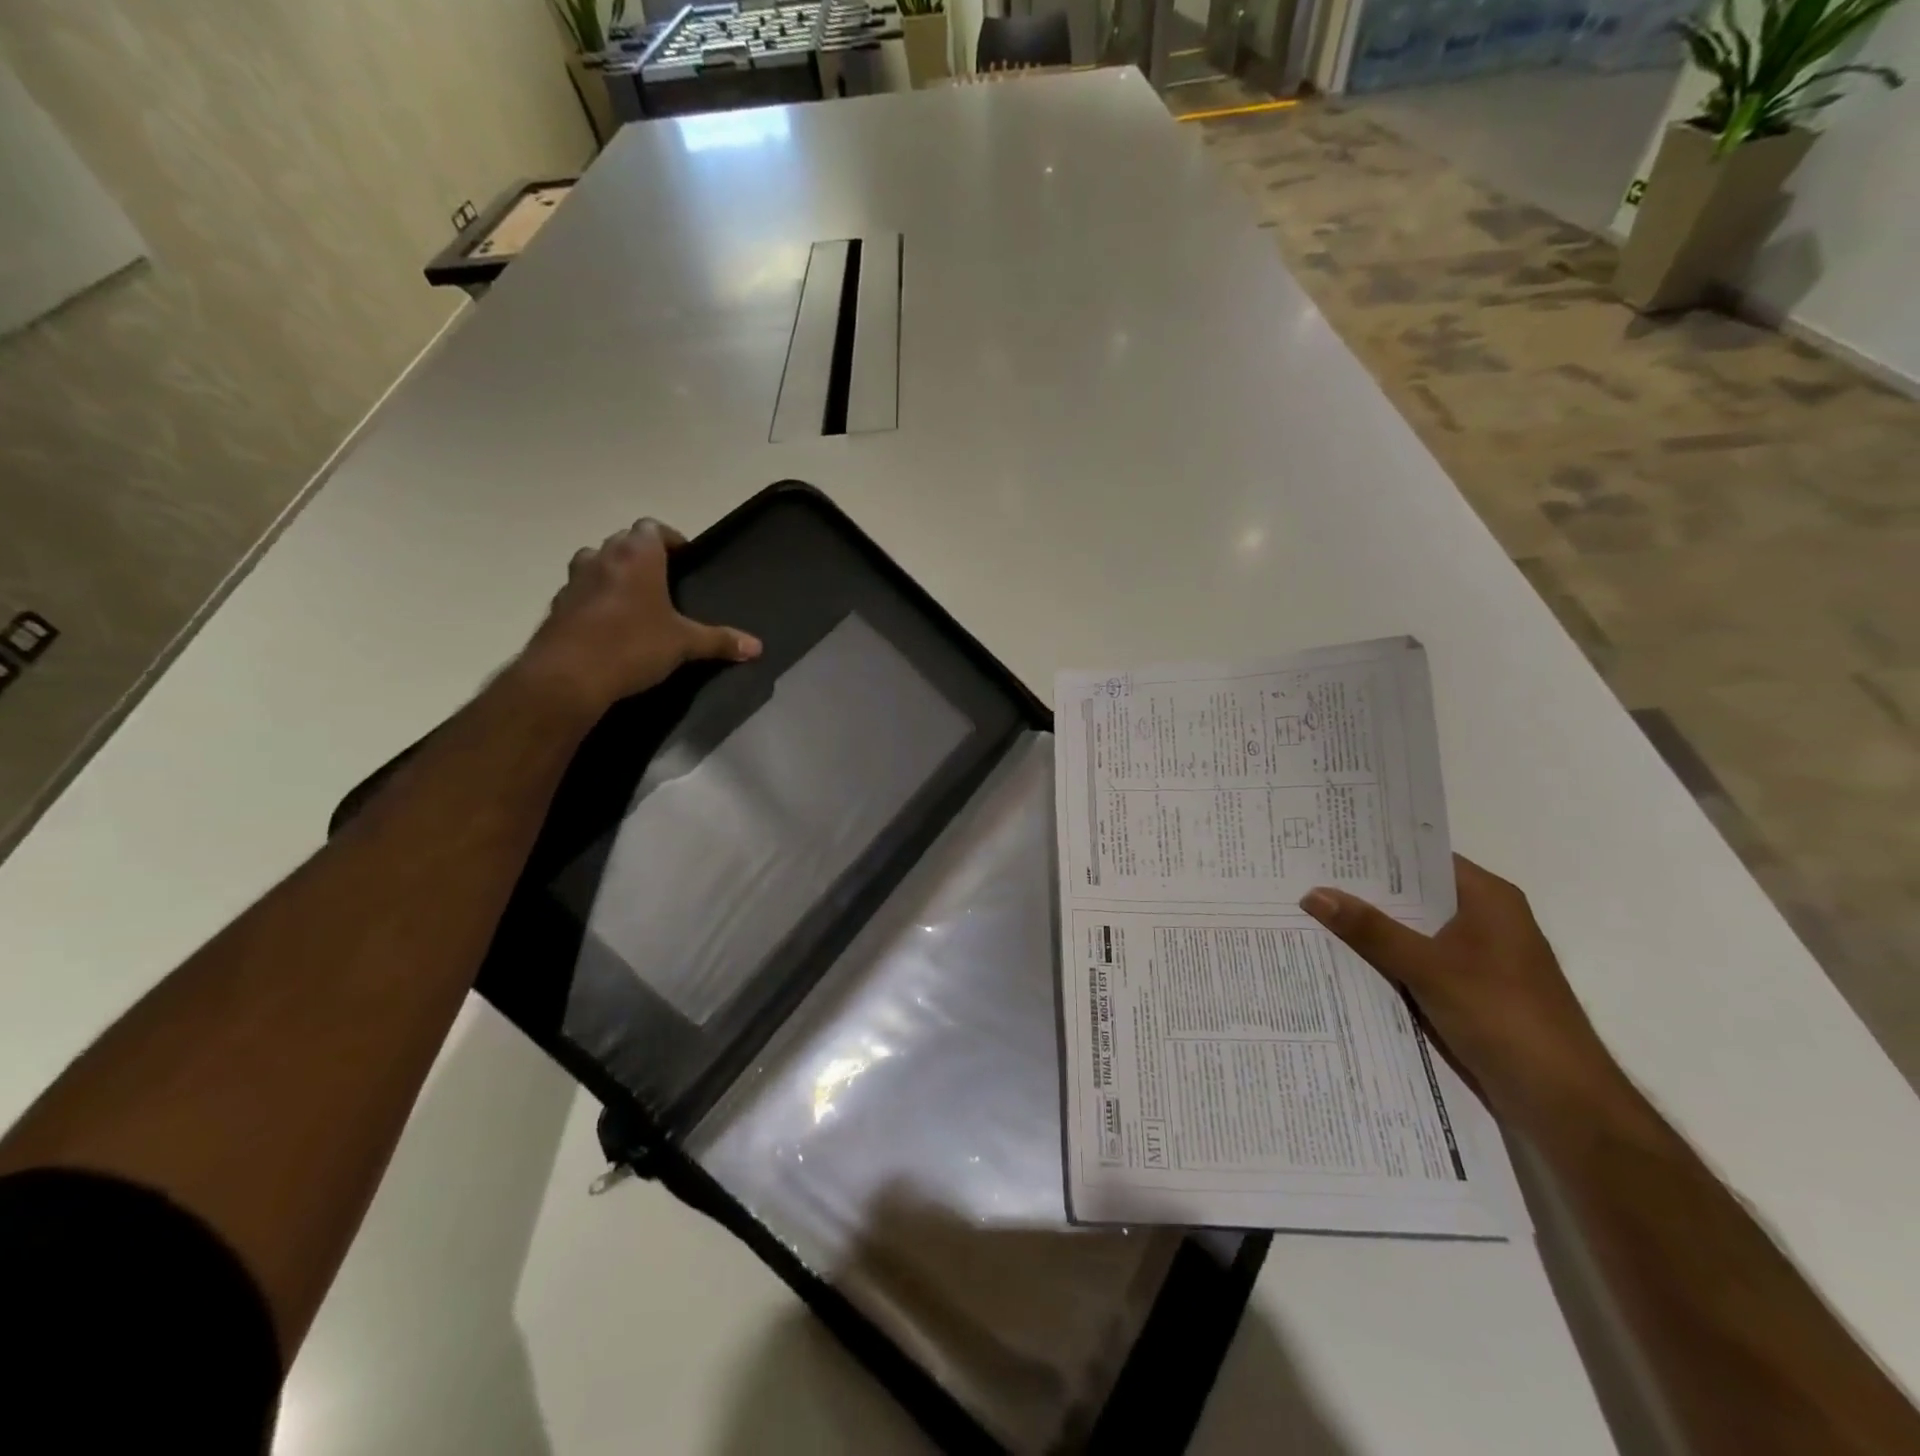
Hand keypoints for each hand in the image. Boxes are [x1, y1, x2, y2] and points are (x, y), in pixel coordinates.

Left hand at [512, 518, 760, 713]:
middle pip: (622, 540)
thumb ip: (720, 641)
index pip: (652, 527)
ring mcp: (574, 580)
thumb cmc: (634, 645)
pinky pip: (579, 592)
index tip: (683, 558)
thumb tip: (757, 647)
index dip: (669, 539)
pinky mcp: (556, 606)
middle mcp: (603, 557)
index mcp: (637, 556)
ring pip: (594, 561)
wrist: (569, 675)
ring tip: (633, 599)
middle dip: (641, 555)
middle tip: (662, 581)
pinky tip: (607, 626)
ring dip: (612, 571)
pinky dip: (592, 599)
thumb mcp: (685, 644)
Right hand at [1301, 856, 1623, 1133]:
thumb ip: (1371, 930)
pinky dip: (1385, 960)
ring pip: (1412, 932)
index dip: (1375, 851)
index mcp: (1488, 899)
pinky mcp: (1470, 992)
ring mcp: (1478, 958)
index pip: (1422, 858)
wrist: (1563, 1103)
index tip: (1325, 845)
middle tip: (1305, 877)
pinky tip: (1342, 960)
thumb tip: (1314, 893)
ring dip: (1371, 929)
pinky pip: (1417, 963)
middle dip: (1363, 891)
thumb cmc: (1503, 1017)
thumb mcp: (1428, 967)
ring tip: (1310, 913)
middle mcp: (1485, 920)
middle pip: (1414, 895)